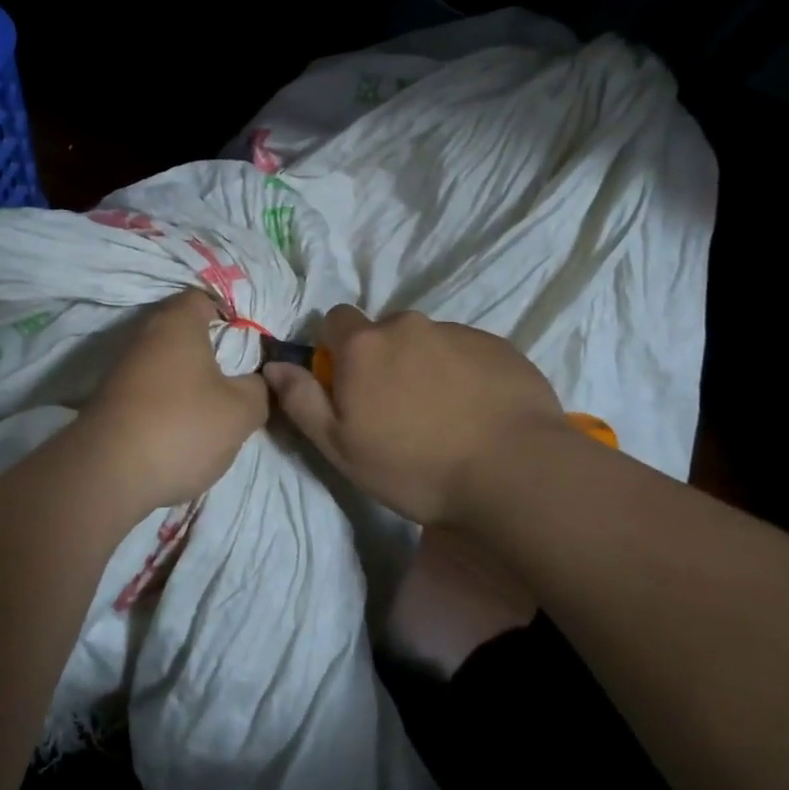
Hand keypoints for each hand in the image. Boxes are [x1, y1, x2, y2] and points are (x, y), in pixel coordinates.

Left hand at [79, 289, 269, 508]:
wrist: (106, 473)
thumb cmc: (181, 426)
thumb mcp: (239, 412)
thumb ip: (259, 390)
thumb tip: (259, 381)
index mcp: (177, 322)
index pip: (204, 298)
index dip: (230, 314)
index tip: (250, 341)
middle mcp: (145, 335)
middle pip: (184, 331)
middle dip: (211, 350)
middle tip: (238, 375)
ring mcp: (123, 367)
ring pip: (166, 361)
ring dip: (188, 378)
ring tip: (214, 406)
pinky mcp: (111, 398)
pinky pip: (149, 387)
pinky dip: (167, 400)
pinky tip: (182, 426)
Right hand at [263, 305, 567, 524]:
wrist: (515, 471)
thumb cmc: (415, 466)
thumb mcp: (340, 447)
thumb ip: (301, 400)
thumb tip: (274, 365)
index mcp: (364, 345)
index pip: (336, 319)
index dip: (337, 347)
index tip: (349, 382)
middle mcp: (408, 325)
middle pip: (384, 331)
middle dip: (384, 358)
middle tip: (398, 408)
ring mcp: (457, 332)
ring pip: (427, 341)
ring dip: (426, 366)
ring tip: (445, 415)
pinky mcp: (498, 346)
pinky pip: (468, 352)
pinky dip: (465, 373)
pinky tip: (478, 412)